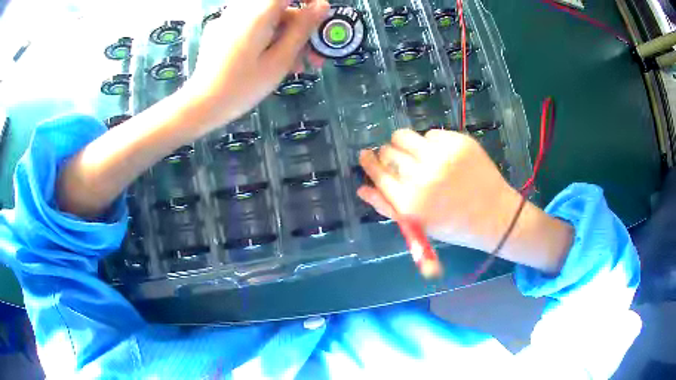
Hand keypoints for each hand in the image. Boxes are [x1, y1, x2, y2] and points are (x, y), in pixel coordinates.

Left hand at [185, 0, 328, 132]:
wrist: (201, 105)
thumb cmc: (243, 85)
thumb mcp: (280, 59)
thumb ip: (302, 29)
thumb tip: (322, 5)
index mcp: (259, 12)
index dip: (309, 1)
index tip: (320, 18)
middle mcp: (242, 9)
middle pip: (280, 8)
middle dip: (300, 28)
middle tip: (313, 55)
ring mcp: (228, 19)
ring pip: (267, 19)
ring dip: (284, 37)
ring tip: (295, 66)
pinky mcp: (220, 31)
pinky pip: (250, 26)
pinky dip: (265, 38)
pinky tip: (270, 62)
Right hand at [358, 129, 516, 250]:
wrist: (493, 215)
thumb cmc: (453, 225)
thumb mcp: (418, 224)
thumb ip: (387, 207)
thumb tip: (361, 188)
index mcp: (410, 202)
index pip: (377, 172)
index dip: (368, 161)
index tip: (365, 155)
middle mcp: (423, 177)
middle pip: (388, 151)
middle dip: (387, 154)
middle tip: (399, 161)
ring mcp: (442, 156)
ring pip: (405, 136)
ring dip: (405, 144)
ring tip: (416, 154)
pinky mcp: (458, 142)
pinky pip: (431, 134)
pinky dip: (431, 143)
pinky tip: (442, 157)